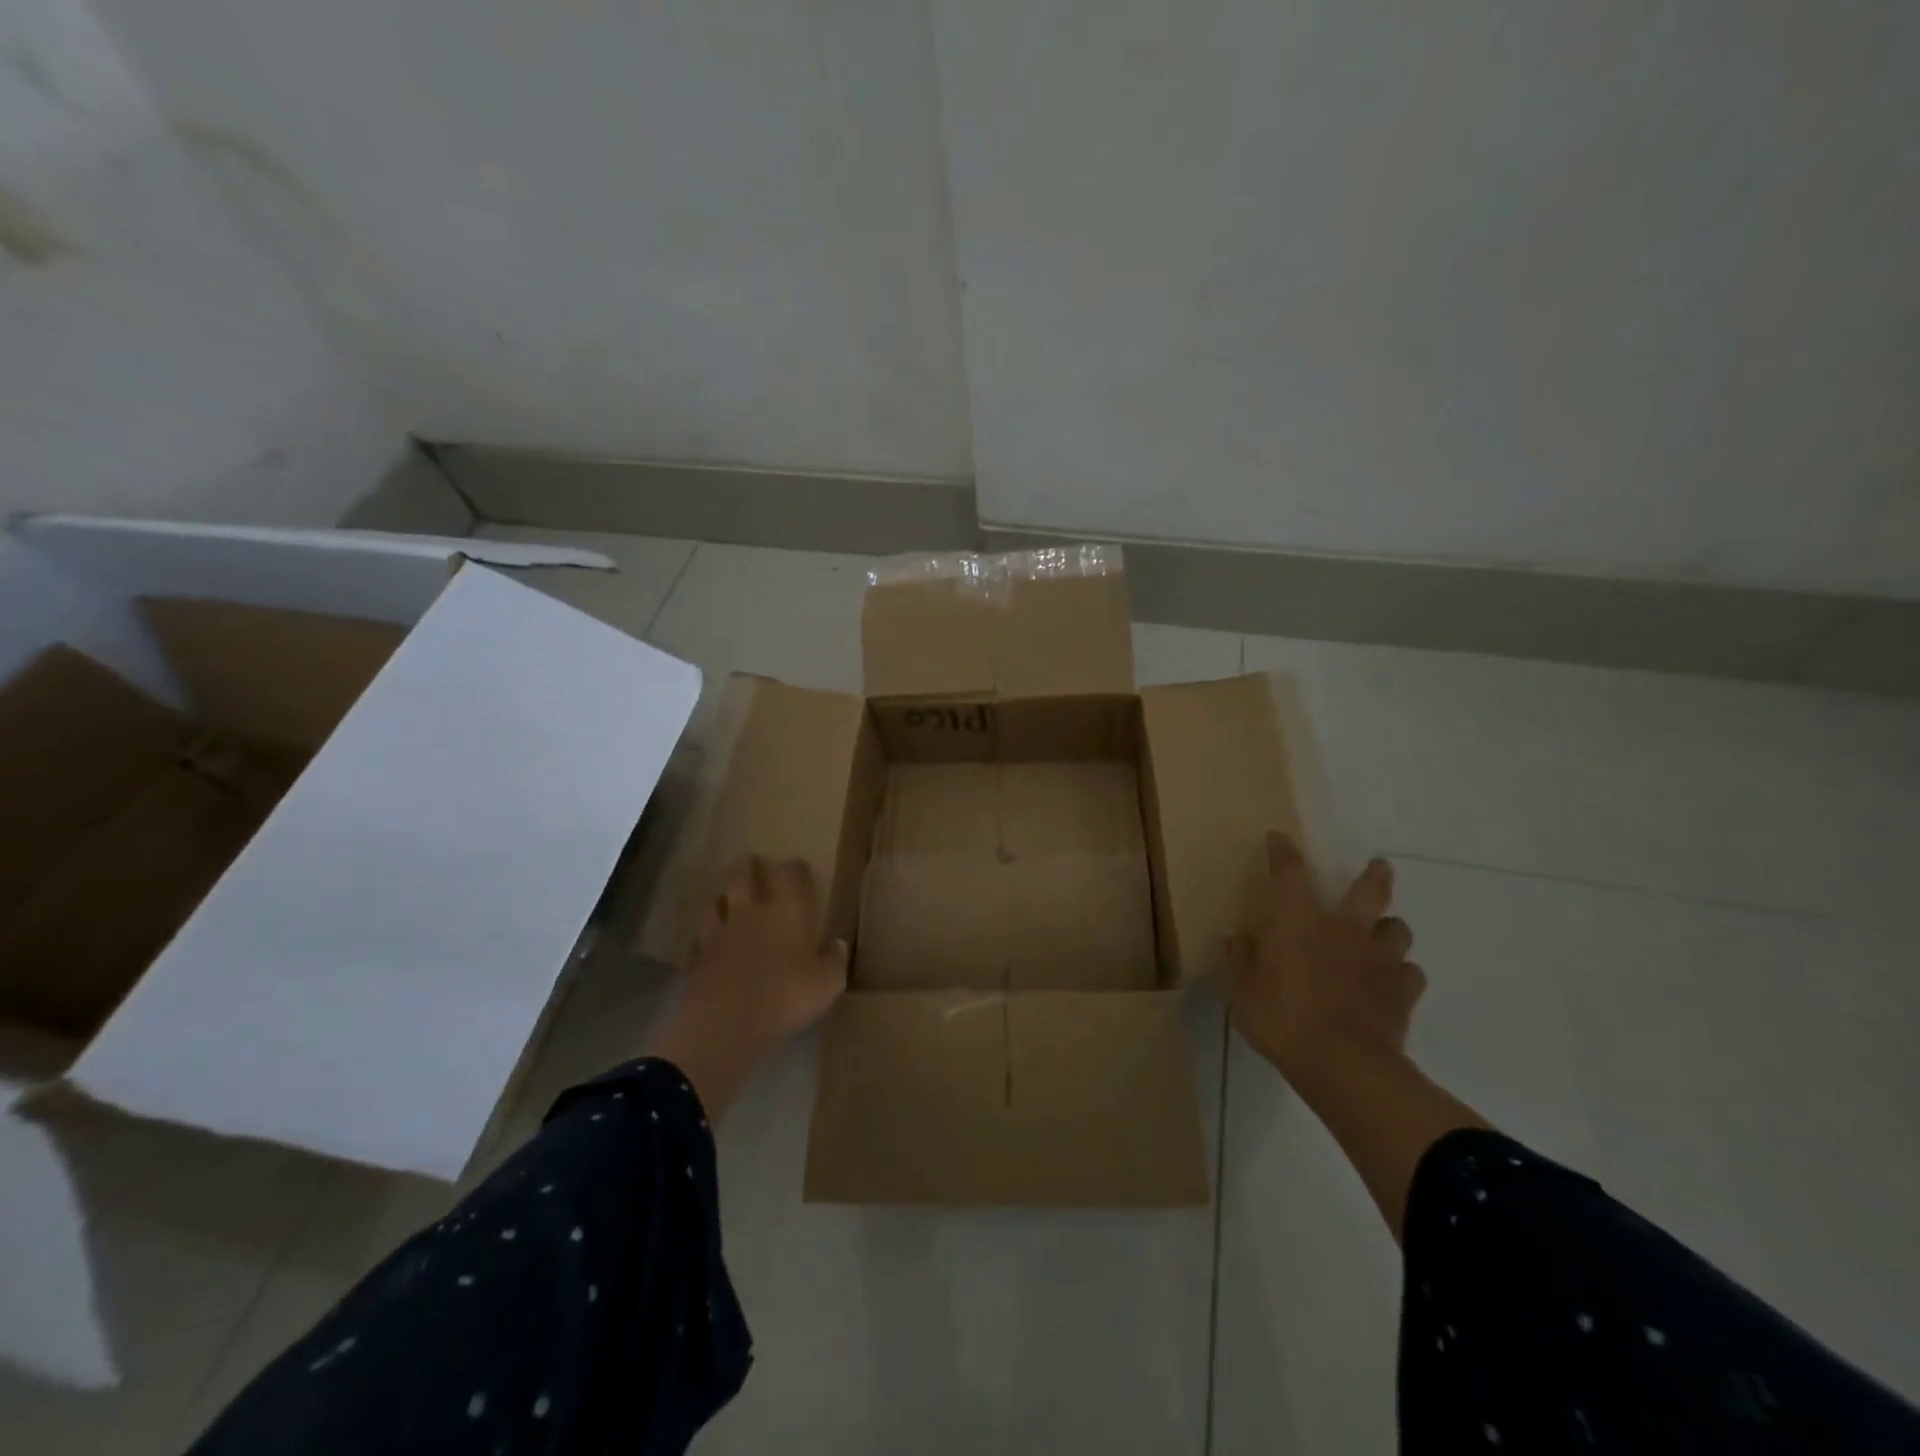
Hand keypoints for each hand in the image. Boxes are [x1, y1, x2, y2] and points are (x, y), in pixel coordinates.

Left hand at [646, 855, 847, 1120]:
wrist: (725, 1023)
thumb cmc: (786, 997)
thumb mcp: (827, 983)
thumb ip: (834, 960)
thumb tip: (837, 943)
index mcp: (787, 912)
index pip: (790, 874)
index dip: (794, 867)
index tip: (798, 866)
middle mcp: (751, 913)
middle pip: (743, 876)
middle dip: (748, 866)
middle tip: (752, 861)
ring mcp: (719, 933)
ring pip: (717, 902)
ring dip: (723, 896)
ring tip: (727, 897)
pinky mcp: (697, 958)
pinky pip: (700, 938)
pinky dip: (706, 935)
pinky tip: (709, 941)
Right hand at [1223, 831, 1425, 1087]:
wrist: (1343, 1065)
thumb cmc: (1282, 1018)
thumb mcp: (1241, 990)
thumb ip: (1238, 960)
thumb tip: (1238, 940)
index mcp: (1300, 922)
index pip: (1290, 874)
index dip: (1283, 853)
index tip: (1279, 838)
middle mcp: (1344, 931)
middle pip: (1370, 892)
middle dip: (1374, 876)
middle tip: (1379, 866)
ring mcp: (1379, 961)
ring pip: (1397, 930)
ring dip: (1389, 929)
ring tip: (1381, 935)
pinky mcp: (1403, 994)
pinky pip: (1410, 974)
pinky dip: (1401, 974)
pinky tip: (1391, 983)